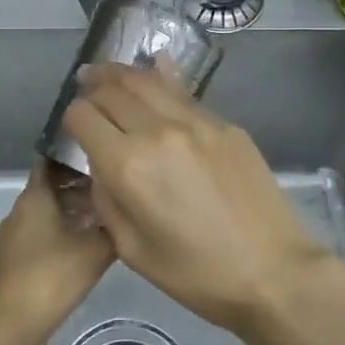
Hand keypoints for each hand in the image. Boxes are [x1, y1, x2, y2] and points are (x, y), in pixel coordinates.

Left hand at [0, 163, 113, 338]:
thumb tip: (129, 210)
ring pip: (49, 210)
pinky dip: (65, 230)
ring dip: (74, 209)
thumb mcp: (95, 249)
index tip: (100, 149)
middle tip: (113, 182)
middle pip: (52, 185)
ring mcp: (16, 236)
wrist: (11, 327)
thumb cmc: (51, 276)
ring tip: (107, 213)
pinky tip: (89, 244)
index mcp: (34, 196)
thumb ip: (114, 226)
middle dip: (80, 182)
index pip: (51, 158)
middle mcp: (21, 210)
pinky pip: (44, 232)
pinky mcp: (18, 259)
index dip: (73, 151)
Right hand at [60, 64, 332, 337]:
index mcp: (129, 165)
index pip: (84, 117)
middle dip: (93, 87)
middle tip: (86, 85)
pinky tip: (156, 70)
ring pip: (149, 81)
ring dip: (123, 74)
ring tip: (110, 73)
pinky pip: (183, 94)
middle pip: (114, 89)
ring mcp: (197, 122)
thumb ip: (107, 199)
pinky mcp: (225, 124)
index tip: (73, 125)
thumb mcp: (132, 249)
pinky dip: (162, 80)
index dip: (71, 117)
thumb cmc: (197, 274)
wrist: (273, 271)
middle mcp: (159, 131)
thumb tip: (101, 165)